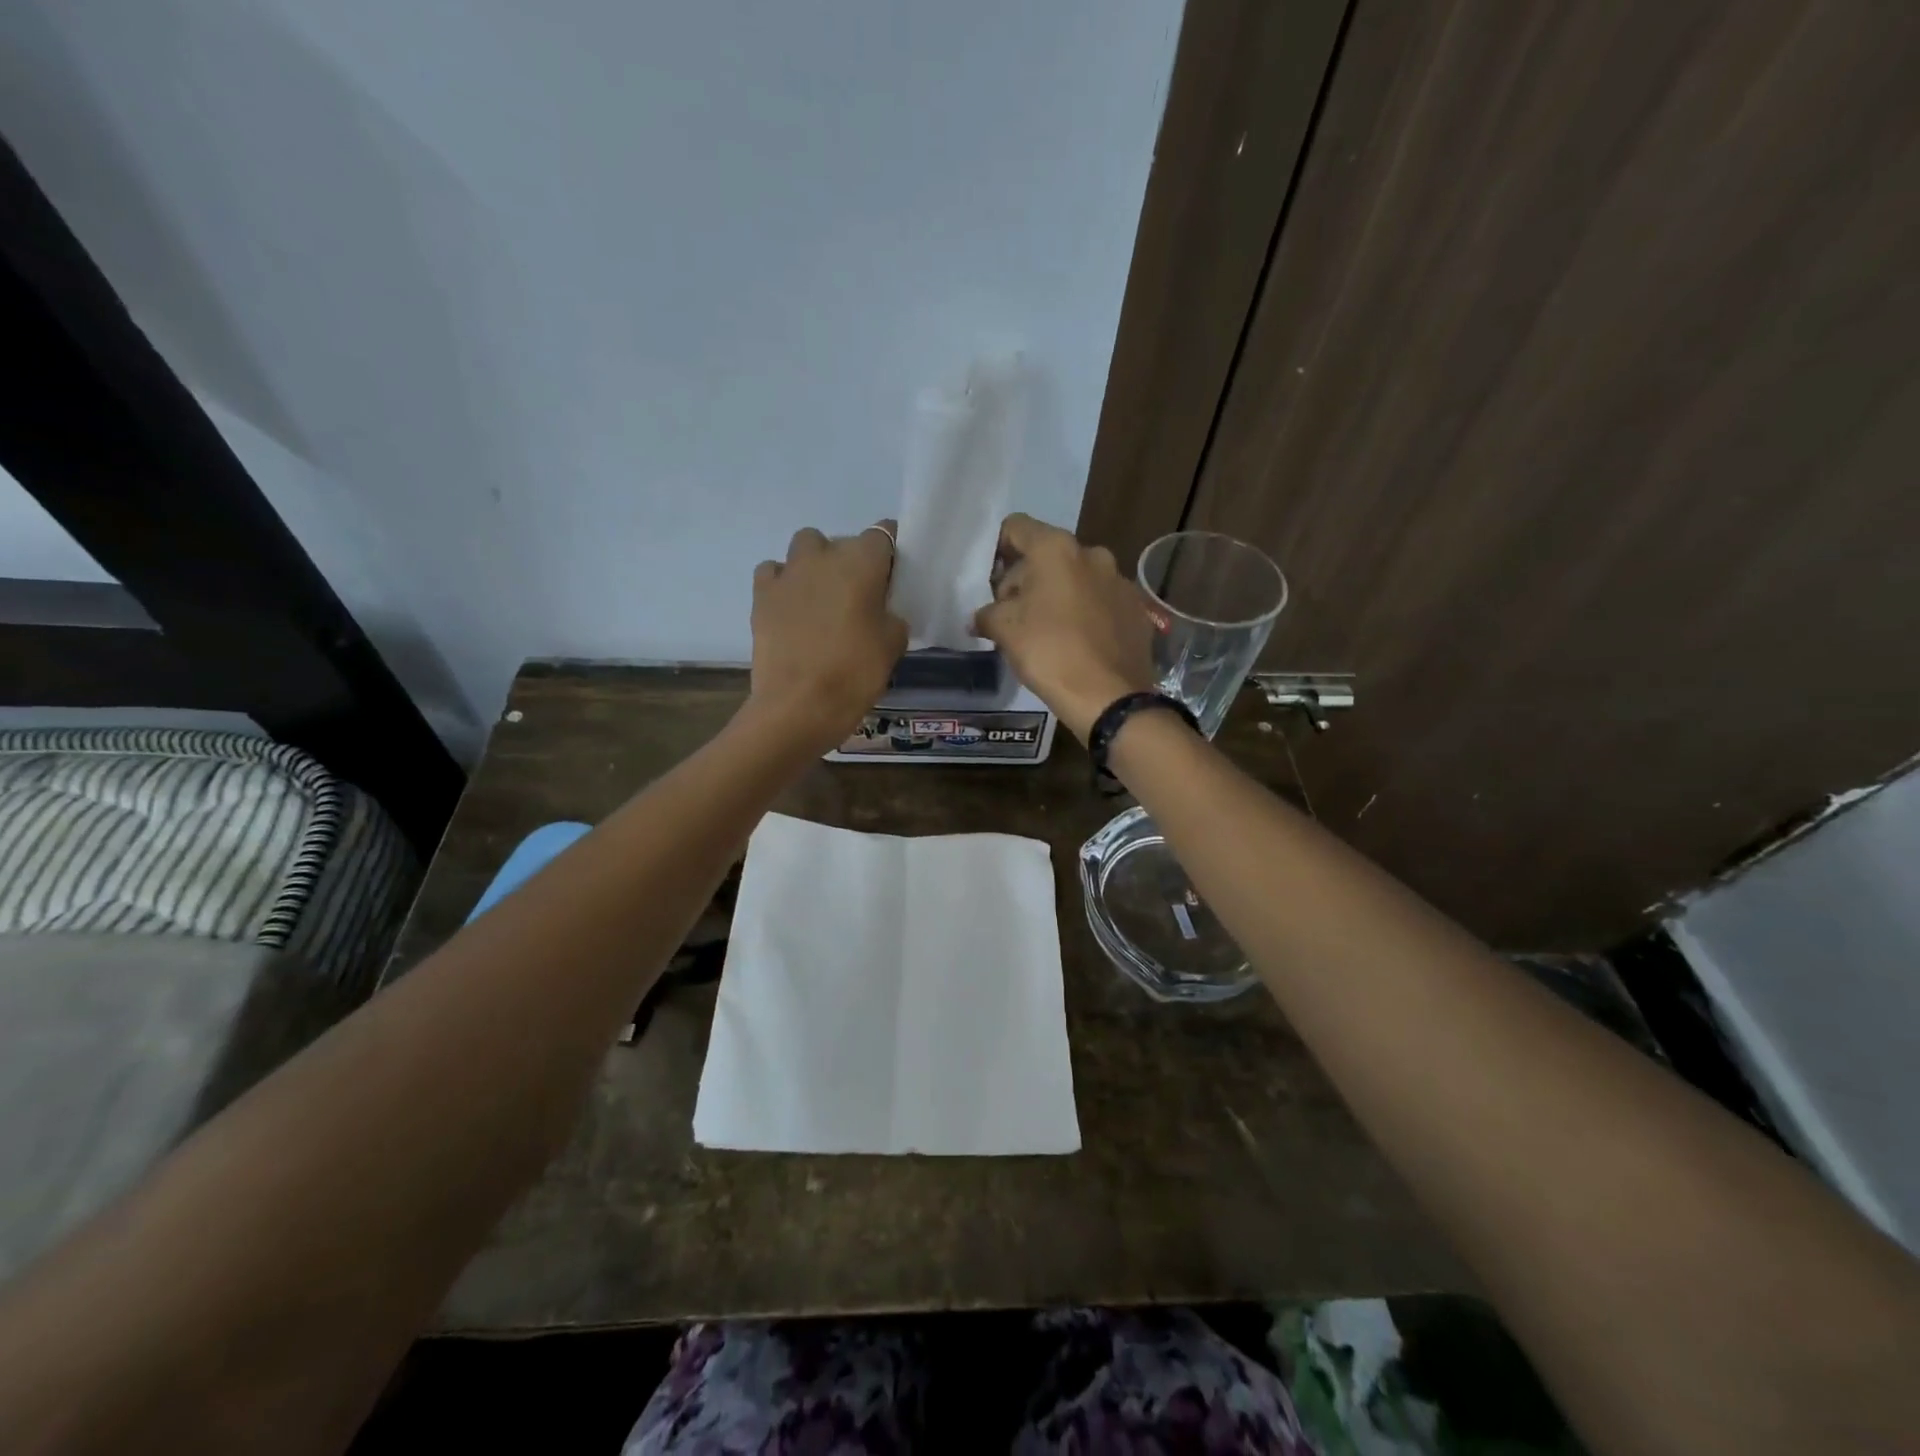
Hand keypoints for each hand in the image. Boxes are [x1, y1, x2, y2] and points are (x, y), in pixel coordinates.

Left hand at [747, 523, 907, 751]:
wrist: (799, 705)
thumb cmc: (855, 673)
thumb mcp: (894, 644)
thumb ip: (891, 616)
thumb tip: (880, 611)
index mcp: (863, 562)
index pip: (883, 533)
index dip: (890, 553)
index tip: (893, 576)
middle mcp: (824, 556)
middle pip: (844, 541)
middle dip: (853, 561)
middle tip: (860, 596)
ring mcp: (788, 573)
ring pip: (806, 546)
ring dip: (816, 563)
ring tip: (822, 596)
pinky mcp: (762, 594)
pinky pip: (774, 571)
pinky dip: (784, 582)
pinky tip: (792, 606)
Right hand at [972, 513, 1155, 741]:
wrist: (1110, 696)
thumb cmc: (1050, 652)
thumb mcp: (1005, 631)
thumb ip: (987, 614)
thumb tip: (979, 618)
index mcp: (1056, 549)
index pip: (1016, 527)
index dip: (997, 549)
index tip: (989, 581)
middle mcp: (1092, 554)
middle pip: (1047, 555)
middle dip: (1026, 579)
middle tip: (1013, 615)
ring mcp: (1120, 581)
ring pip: (1076, 579)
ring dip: (1057, 596)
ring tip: (1046, 632)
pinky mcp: (1136, 609)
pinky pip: (1101, 602)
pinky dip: (1085, 614)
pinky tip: (1077, 643)